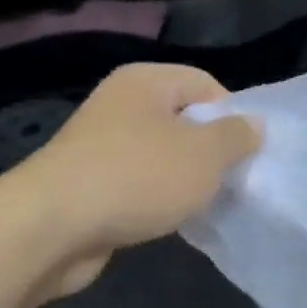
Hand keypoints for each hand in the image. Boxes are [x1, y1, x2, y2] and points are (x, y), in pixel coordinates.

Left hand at [11, 64, 260, 298]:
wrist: (53, 227)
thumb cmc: (137, 178)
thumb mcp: (204, 155)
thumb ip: (236, 136)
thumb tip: (253, 125)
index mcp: (145, 81)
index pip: (204, 84)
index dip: (232, 116)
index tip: (247, 155)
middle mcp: (120, 105)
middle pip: (183, 120)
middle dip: (211, 152)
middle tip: (231, 183)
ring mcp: (101, 146)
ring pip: (161, 156)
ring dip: (184, 180)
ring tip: (202, 205)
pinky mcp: (91, 184)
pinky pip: (138, 184)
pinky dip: (157, 200)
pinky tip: (168, 221)